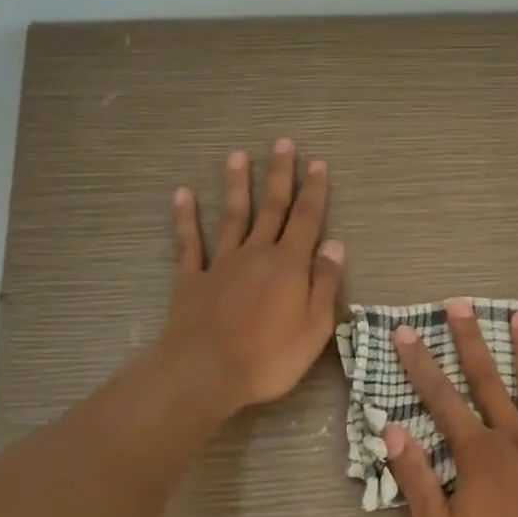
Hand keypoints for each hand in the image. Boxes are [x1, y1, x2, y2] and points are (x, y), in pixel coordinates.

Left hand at [159, 140, 344, 415]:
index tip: (318, 164)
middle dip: (280, 175)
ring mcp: (220, 264)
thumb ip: (325, 283)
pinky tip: (182, 194)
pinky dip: (185, 218)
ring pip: (231, 216)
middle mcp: (256, 254)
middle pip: (271, 208)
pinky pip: (188, 243)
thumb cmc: (269, 357)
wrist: (205, 373)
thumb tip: (335, 245)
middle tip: (283, 143)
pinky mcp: (192, 280)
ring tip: (237, 155)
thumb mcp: (314, 327)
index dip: (314, 191)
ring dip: (236, 185)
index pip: (306, 220)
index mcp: (289, 266)